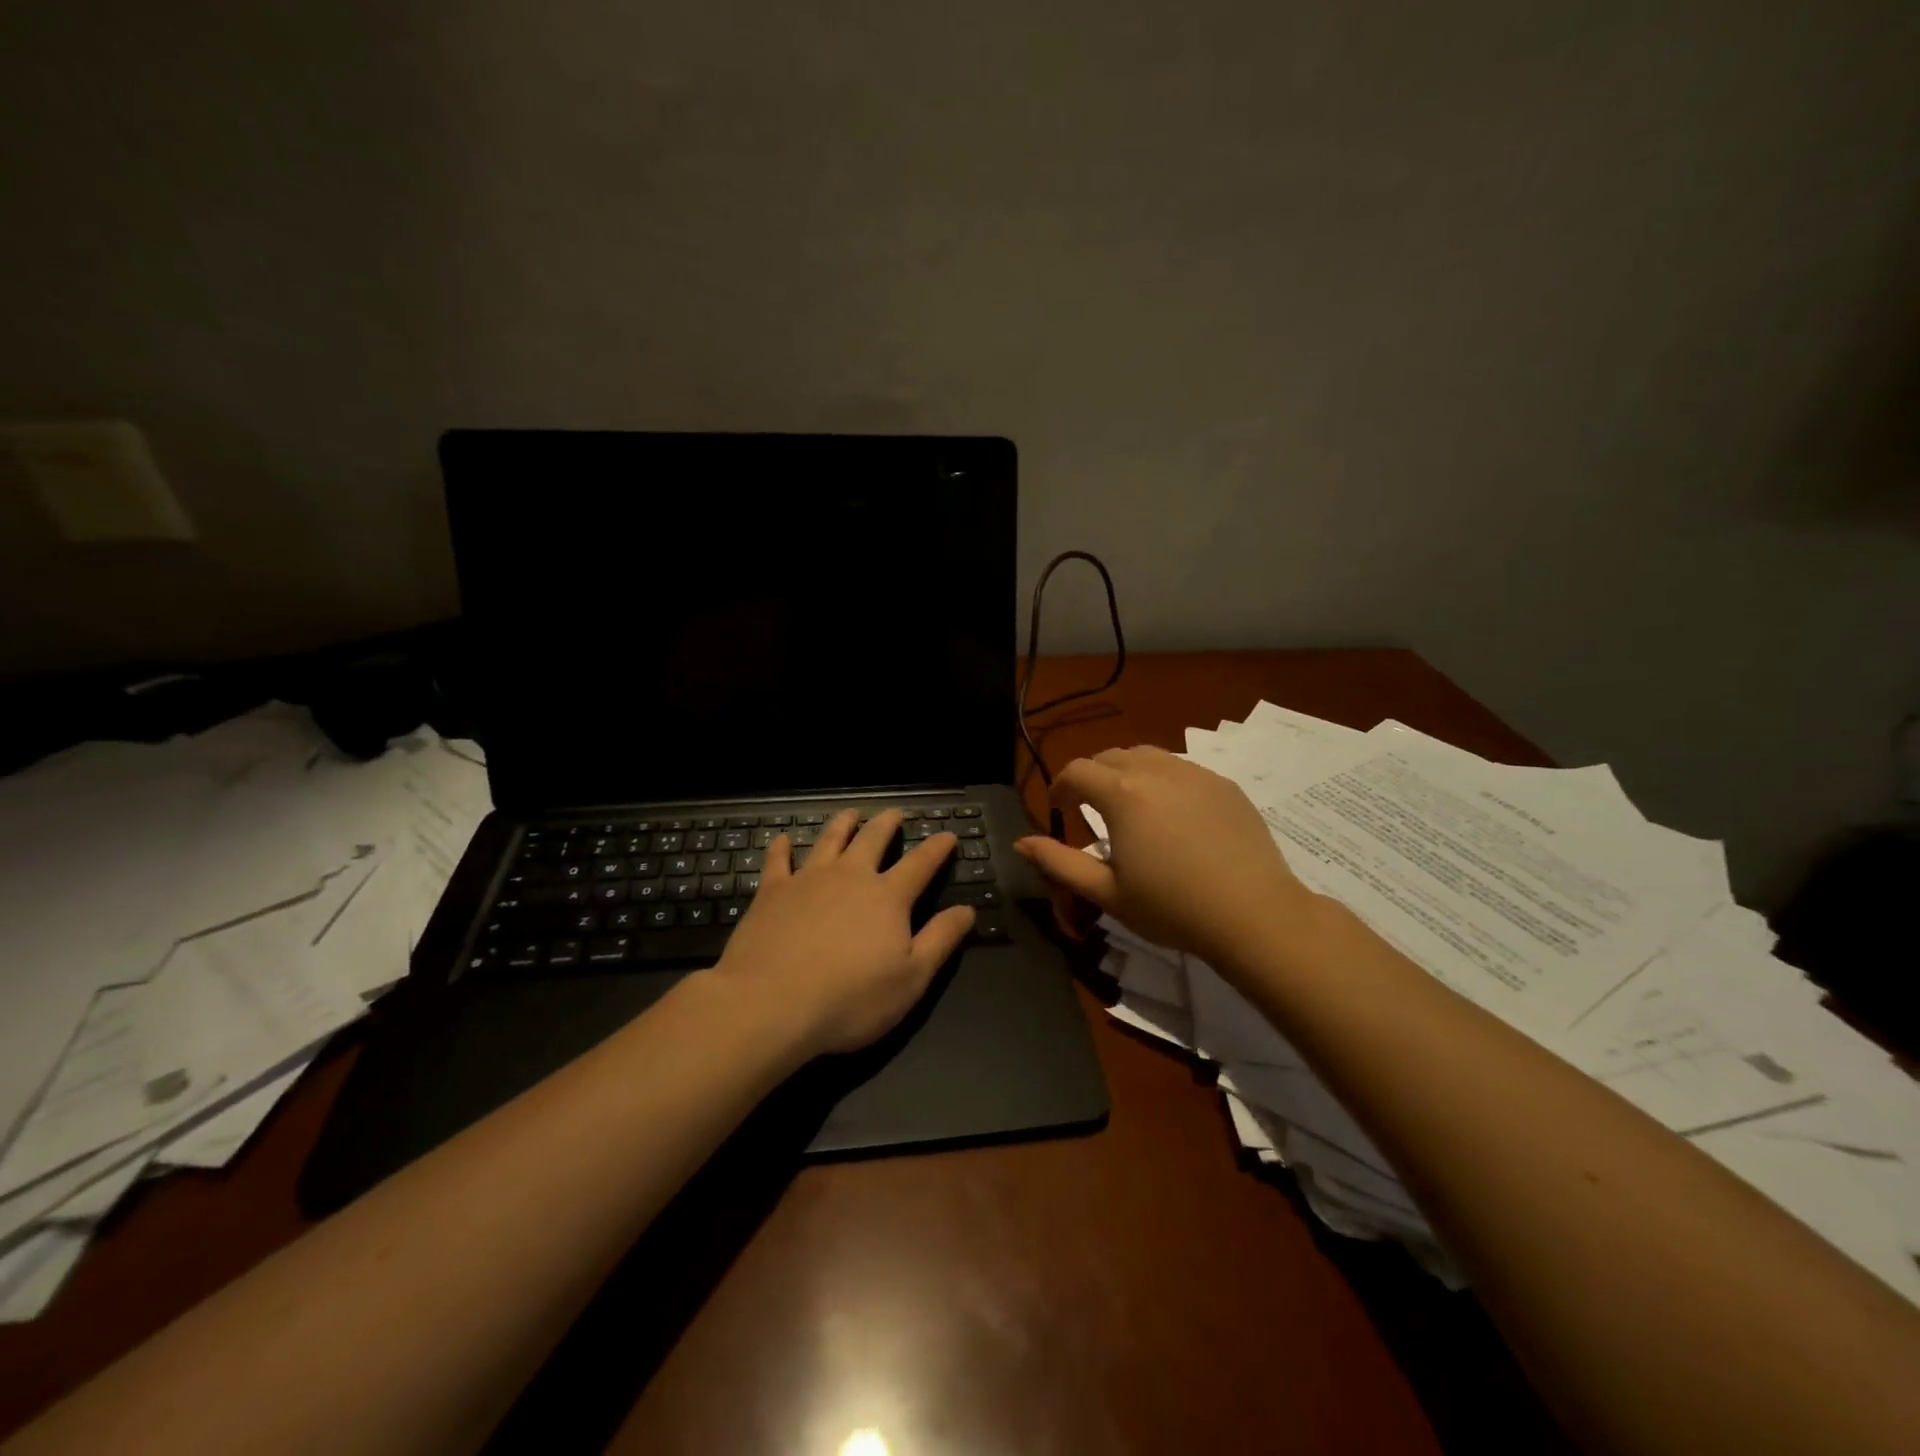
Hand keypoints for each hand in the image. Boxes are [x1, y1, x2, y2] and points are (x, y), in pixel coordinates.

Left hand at [711, 809, 975, 1056]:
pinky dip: (782, 847)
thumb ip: (940, 940)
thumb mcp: (911, 978)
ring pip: (829, 840)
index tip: (948, 834)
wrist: (770, 1004)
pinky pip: (778, 860)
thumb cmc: (850, 999)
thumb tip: (967, 909)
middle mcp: (850, 876)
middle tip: (896, 813)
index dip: (937, 848)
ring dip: (843, 824)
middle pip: (873, 839)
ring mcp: (808, 879)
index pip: (921, 863)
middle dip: (888, 823)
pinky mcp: (772, 892)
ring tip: (850, 813)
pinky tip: (782, 840)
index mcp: (887, 897)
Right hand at [1014, 746, 1311, 967]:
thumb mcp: (1106, 892)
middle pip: (1111, 756)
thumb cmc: (1172, 907)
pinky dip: (1164, 780)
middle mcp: (1157, 771)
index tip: (1059, 808)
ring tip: (1130, 805)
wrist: (1253, 914)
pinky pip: (1183, 768)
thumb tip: (1021, 843)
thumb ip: (1058, 862)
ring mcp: (1196, 774)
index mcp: (1122, 794)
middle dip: (1092, 776)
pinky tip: (1173, 814)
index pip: (1077, 770)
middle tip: (1090, 808)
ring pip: (1148, 755)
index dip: (1060, 786)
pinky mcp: (1224, 785)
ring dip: (1127, 772)